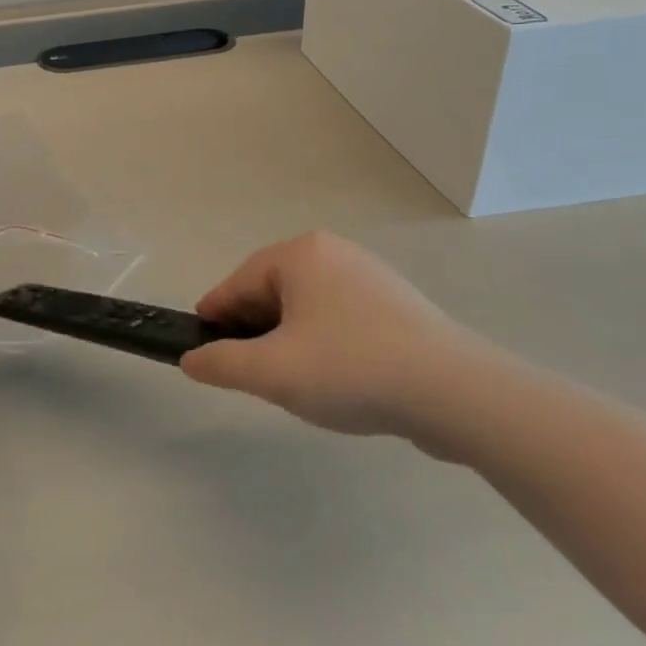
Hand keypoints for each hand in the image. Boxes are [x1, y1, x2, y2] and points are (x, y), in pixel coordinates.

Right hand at [181, 232, 488, 440]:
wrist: (455, 393)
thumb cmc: (351, 369)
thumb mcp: (273, 372)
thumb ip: (222, 363)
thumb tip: (191, 359)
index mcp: (299, 254)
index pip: (237, 284)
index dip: (214, 320)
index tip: (202, 352)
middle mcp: (333, 253)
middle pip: (271, 293)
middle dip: (255, 333)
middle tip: (250, 375)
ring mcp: (369, 277)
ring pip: (306, 308)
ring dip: (289, 341)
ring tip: (292, 382)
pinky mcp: (397, 306)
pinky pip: (340, 319)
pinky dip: (325, 344)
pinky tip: (336, 379)